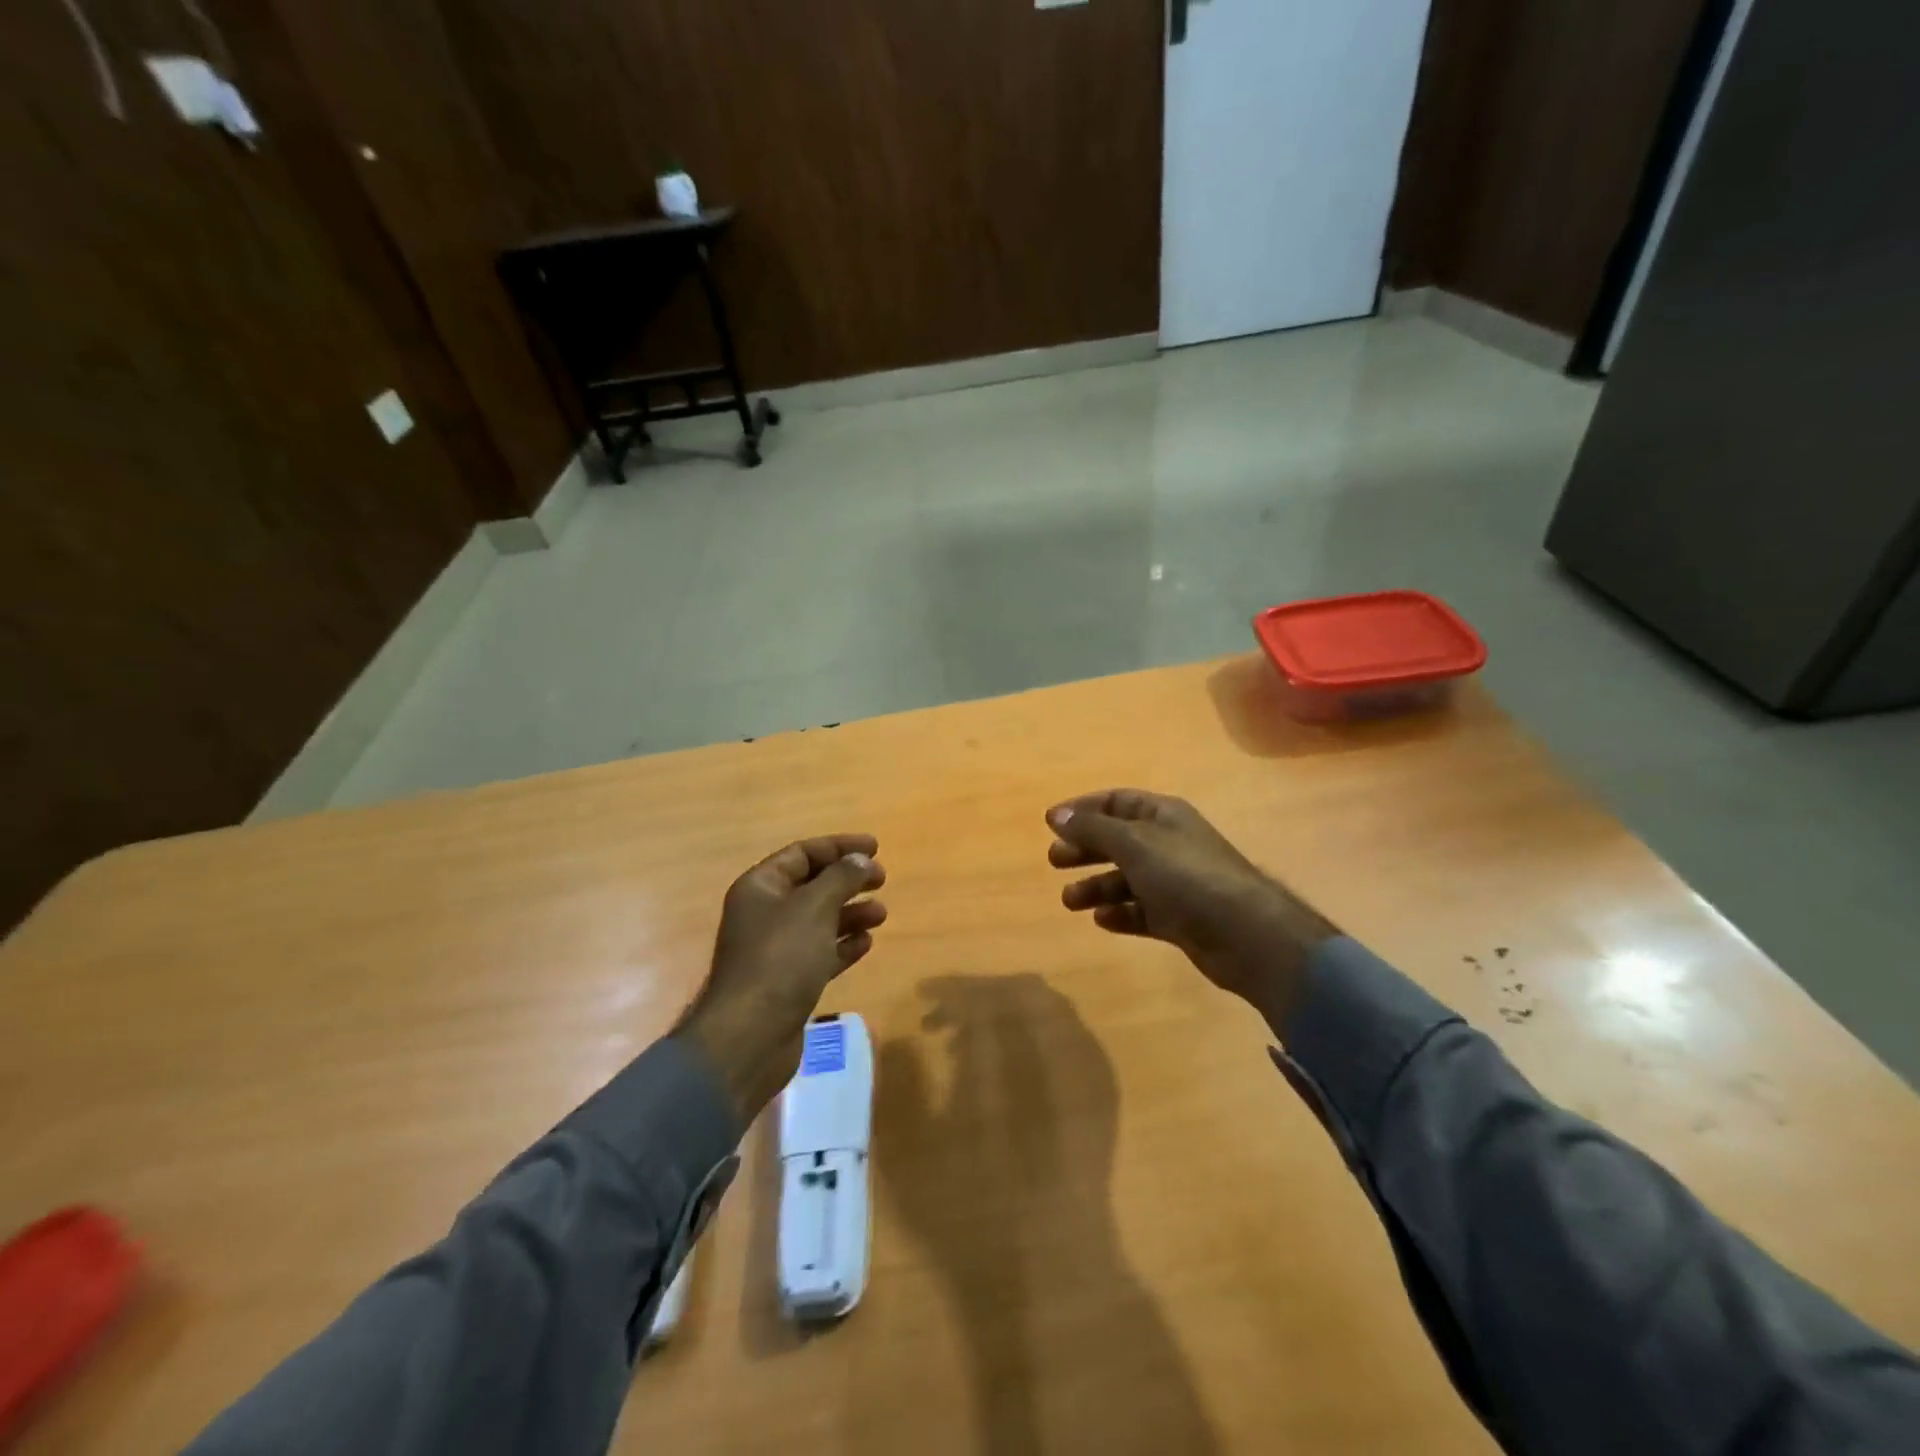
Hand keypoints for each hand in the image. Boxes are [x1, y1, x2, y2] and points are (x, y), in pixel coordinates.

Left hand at [675, 834, 886, 1123]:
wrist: (750, 1036)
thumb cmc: (780, 958)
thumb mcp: (814, 907)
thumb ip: (841, 878)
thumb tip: (862, 860)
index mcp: (761, 887)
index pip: (802, 853)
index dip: (839, 847)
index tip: (876, 848)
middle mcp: (765, 913)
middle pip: (812, 885)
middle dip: (848, 880)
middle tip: (882, 880)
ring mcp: (775, 949)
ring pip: (819, 920)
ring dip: (851, 913)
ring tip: (882, 915)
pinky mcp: (788, 981)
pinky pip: (821, 952)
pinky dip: (843, 945)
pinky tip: (867, 943)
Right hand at [1046, 790, 1336, 1026]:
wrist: (1246, 933)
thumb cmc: (1186, 875)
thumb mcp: (1133, 843)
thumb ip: (1092, 828)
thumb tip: (1055, 814)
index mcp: (1163, 815)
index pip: (1116, 801)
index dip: (1083, 809)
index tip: (1050, 824)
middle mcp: (1169, 844)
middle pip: (1118, 840)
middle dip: (1085, 848)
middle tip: (1055, 861)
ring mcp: (1176, 882)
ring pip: (1126, 879)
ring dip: (1096, 886)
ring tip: (1070, 901)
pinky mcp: (1180, 918)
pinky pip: (1142, 911)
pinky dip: (1120, 914)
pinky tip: (1102, 921)